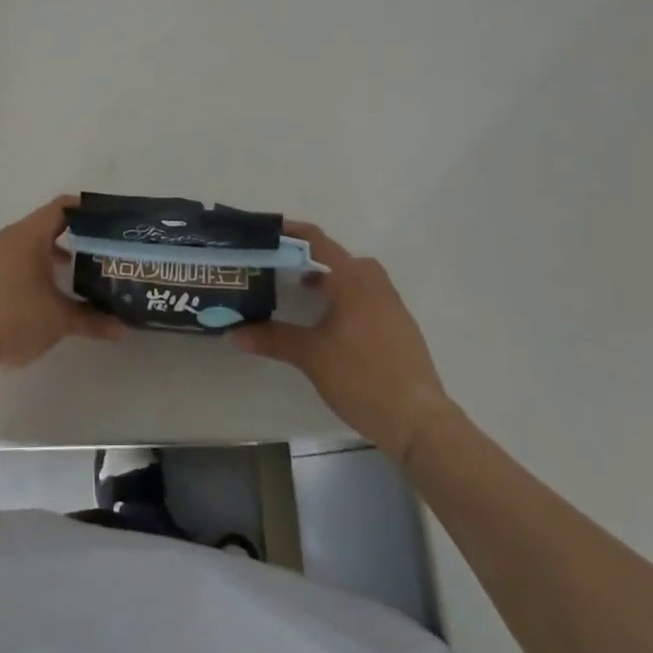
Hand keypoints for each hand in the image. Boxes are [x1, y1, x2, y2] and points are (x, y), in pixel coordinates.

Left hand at [0, 195, 123, 375]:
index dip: (85, 210)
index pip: (61, 208)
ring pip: (27, 244)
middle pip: (44, 225)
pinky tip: (41, 294)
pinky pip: (11, 260)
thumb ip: (92, 320)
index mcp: (27, 236)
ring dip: (50, 254)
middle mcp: (7, 237)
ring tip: (74, 274)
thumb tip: (122, 328)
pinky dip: (30, 267)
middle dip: (72, 236)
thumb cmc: (12, 320)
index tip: (107, 221)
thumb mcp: (59, 320)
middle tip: (98, 250)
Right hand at [232, 223, 455, 462]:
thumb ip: (273, 339)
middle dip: (313, 259)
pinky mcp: (401, 329)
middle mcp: (375, 285)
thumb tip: (234, 332)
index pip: (318, 242)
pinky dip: (350, 299)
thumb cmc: (361, 377)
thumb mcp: (311, 356)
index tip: (268, 231)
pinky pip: (371, 298)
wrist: (419, 420)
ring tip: (308, 297)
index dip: (293, 232)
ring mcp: (393, 307)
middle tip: (285, 269)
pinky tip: (335, 327)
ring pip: (359, 278)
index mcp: (352, 281)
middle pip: (341, 257)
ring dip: (333, 280)